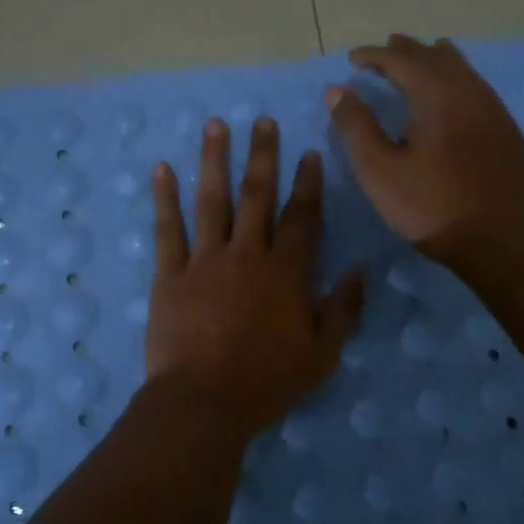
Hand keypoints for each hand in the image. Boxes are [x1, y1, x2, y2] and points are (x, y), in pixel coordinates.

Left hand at [147, 117, 364, 434]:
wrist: (203, 402)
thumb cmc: (267, 381)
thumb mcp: (322, 353)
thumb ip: (344, 308)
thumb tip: (362, 269)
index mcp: (285, 271)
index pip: (301, 217)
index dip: (307, 183)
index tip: (308, 153)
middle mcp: (245, 254)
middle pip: (256, 195)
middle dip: (262, 156)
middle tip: (262, 120)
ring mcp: (204, 260)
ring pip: (211, 200)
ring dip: (214, 160)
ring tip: (215, 126)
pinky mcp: (169, 275)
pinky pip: (167, 229)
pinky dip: (164, 198)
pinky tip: (162, 170)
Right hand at [327, 34, 523, 250]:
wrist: (509, 242)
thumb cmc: (435, 208)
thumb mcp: (381, 172)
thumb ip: (357, 128)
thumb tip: (337, 90)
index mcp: (437, 96)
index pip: (402, 59)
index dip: (375, 55)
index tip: (352, 59)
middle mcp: (469, 92)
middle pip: (435, 57)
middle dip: (406, 51)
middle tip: (382, 53)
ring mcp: (494, 110)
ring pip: (462, 69)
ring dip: (433, 61)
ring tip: (417, 62)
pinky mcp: (508, 131)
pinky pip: (476, 87)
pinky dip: (454, 79)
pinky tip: (450, 98)